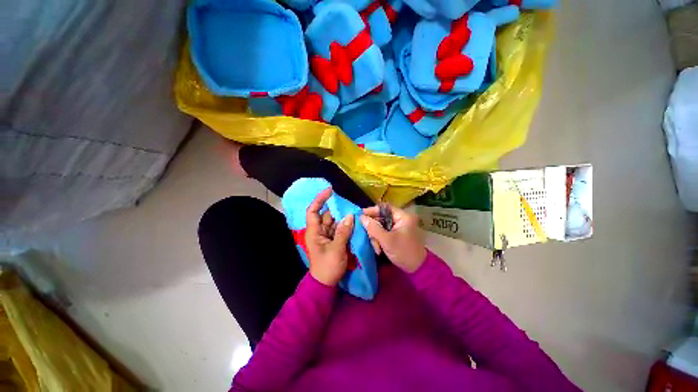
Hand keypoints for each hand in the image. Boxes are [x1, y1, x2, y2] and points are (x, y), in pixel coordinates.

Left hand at [305, 188, 354, 286]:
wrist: (326, 284)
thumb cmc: (327, 267)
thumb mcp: (336, 250)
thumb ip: (343, 232)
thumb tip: (350, 216)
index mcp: (314, 232)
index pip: (313, 211)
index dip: (319, 200)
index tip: (330, 191)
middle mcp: (320, 231)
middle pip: (327, 215)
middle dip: (338, 210)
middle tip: (351, 207)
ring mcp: (327, 235)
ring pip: (335, 221)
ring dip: (344, 218)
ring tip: (356, 214)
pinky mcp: (334, 240)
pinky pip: (340, 229)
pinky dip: (346, 226)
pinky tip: (354, 223)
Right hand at [360, 204, 426, 272]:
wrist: (416, 269)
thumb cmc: (403, 252)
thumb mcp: (387, 240)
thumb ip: (373, 228)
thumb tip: (361, 217)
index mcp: (402, 216)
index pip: (384, 208)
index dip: (372, 210)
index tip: (361, 215)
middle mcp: (400, 219)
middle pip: (380, 217)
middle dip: (373, 229)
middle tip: (368, 237)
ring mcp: (397, 227)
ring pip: (379, 226)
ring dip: (375, 237)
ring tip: (377, 248)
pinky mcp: (394, 234)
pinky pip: (382, 233)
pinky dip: (378, 240)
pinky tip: (378, 249)